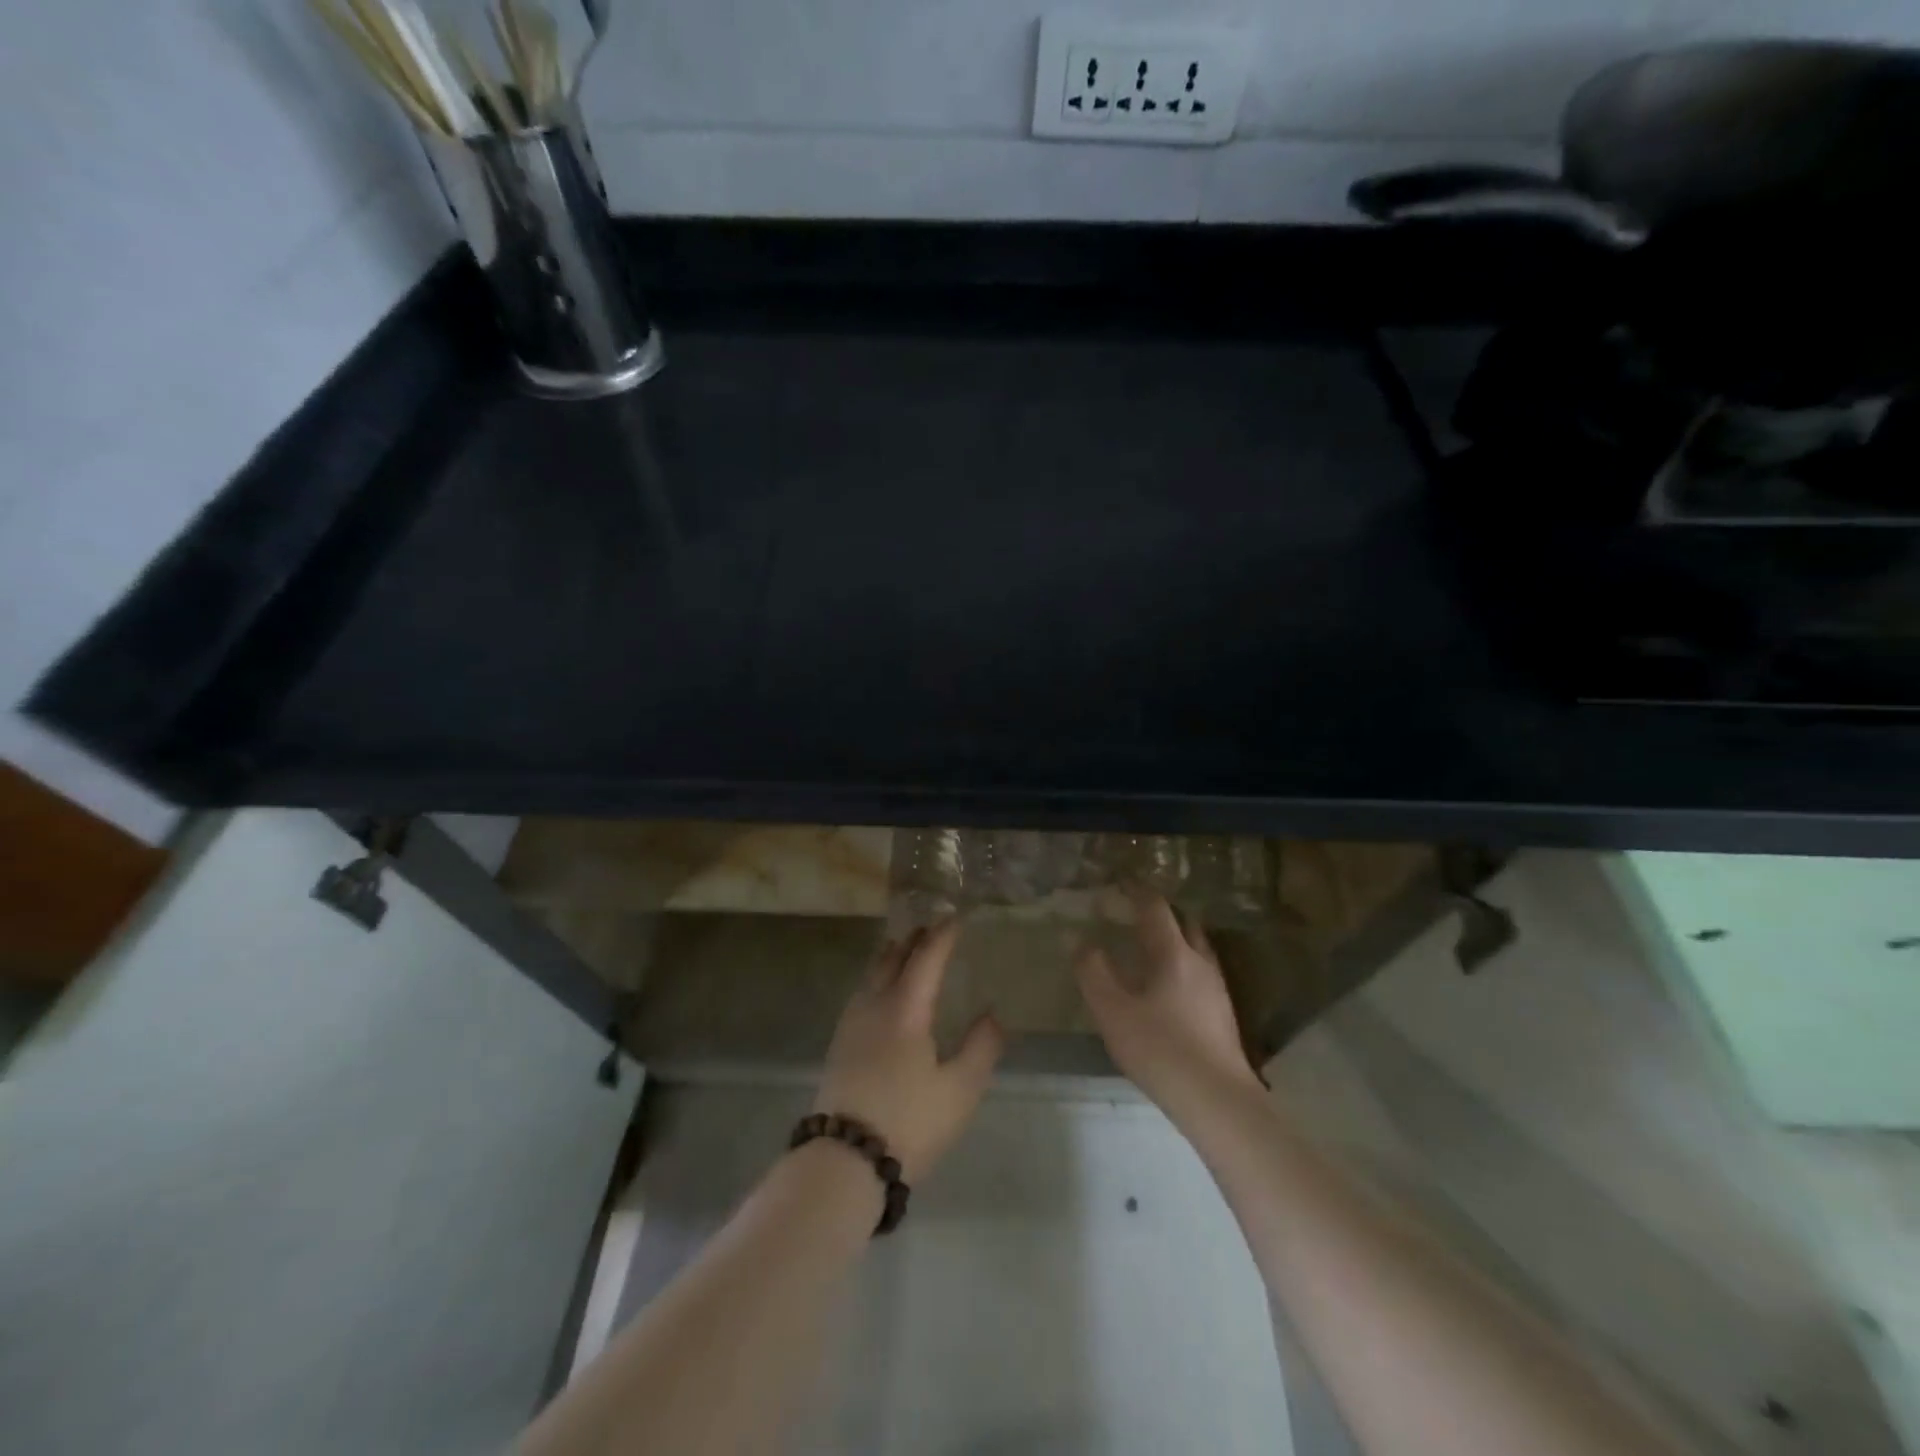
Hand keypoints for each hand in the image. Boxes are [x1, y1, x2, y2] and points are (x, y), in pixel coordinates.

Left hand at [814, 921, 1003, 1181]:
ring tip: (905, 951)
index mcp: (906, 1008)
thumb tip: (992, 1014)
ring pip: (872, 975)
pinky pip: (861, 993)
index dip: (942, 936)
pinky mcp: (839, 1045)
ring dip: (891, 957)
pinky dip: (877, 978)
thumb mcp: (960, 1090)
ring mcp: (851, 1024)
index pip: (926, 958)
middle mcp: (874, 1005)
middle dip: (914, 940)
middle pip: (893, 959)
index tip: (955, 917)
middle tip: (931, 928)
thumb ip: (981, 1048)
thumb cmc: (909, 1122)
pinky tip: (880, 994)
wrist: (843, 1160)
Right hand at [1077, 888, 1263, 1117]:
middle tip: (1135, 913)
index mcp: (1173, 954)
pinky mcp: (1223, 1013)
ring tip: (1151, 947)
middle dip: (1160, 912)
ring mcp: (1217, 988)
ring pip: (1197, 947)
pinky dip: (1183, 964)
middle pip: (1184, 922)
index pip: (1155, 908)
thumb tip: (1082, 942)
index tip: (1120, 882)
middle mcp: (1200, 962)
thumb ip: (1093, 972)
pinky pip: (1201, 972)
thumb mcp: (1112, 1012)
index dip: (1136, 891)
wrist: (1217, 1100)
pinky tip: (1169, 988)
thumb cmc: (1160, 1050)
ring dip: (1176, 937)